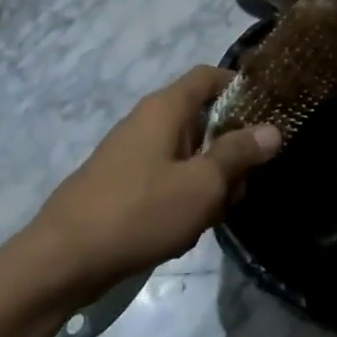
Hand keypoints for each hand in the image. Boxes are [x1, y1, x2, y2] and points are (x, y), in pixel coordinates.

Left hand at [31, 68, 280, 298]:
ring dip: (210, 180)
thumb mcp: (201, 185)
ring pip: (189, 154)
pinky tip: (187, 229)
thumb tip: (272, 129)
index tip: (270, 112)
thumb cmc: (140, 212)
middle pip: (204, 118)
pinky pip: (168, 177)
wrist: (64, 259)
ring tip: (216, 214)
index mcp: (166, 107)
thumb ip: (238, 154)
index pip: (209, 76)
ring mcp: (134, 152)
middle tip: (246, 184)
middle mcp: (149, 120)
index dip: (241, 87)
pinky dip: (185, 196)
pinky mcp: (125, 182)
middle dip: (231, 149)